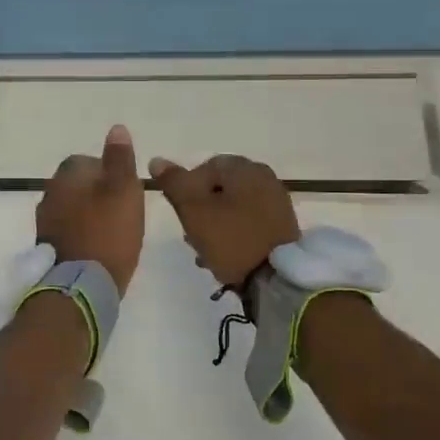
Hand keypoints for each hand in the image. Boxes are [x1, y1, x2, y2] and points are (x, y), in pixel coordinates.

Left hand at [36, 125, 144, 294]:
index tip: (128, 191)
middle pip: (79, 185)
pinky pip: (69, 231)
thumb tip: (116, 129)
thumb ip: (120, 159)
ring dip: (91, 215)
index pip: (88, 161)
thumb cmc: (108, 232)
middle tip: (125, 212)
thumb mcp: (124, 189)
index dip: (110, 173)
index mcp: (67, 175)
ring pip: (73, 209)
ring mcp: (45, 223)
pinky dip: (84, 235)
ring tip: (115, 232)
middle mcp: (49, 194)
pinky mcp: (48, 248)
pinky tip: (100, 248)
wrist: (81, 287)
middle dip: (99, 194)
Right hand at [147, 153, 299, 289]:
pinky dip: (233, 233)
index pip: (203, 168)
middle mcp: (264, 177)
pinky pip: (248, 222)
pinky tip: (224, 255)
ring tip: (204, 251)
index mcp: (244, 168)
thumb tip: (157, 160)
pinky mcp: (281, 225)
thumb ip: (174, 183)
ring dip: (214, 225)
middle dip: (201, 211)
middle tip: (191, 236)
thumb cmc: (231, 239)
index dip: (186, 191)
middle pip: (219, 189)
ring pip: (232, 207)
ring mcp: (276, 201)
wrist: (275, 279)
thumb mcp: (194, 211)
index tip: (182, 216)